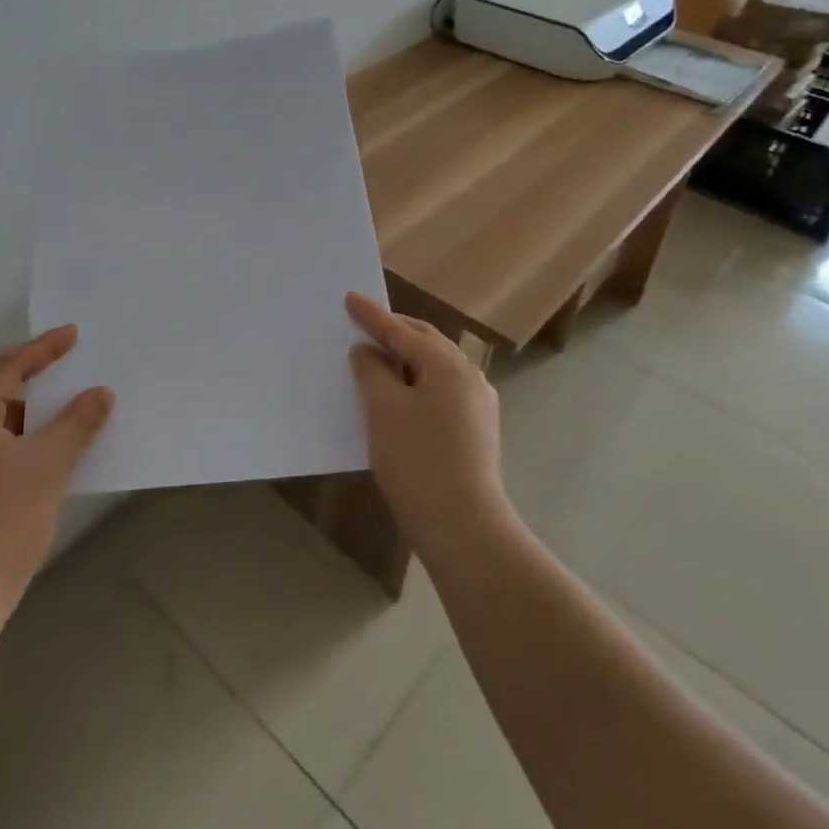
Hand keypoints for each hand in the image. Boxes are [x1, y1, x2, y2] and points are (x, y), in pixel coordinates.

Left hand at [0, 326, 114, 617]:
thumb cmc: (2, 522)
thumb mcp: (49, 466)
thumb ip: (77, 423)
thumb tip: (101, 393)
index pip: (6, 366)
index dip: (42, 348)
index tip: (74, 334)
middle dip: (32, 371)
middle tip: (68, 359)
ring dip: (28, 405)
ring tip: (64, 400)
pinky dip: (21, 432)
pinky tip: (47, 443)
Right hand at [345, 293, 511, 559]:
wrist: (464, 530)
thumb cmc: (418, 462)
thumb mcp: (383, 410)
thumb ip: (371, 371)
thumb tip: (368, 352)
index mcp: (448, 366)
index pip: (401, 331)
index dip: (372, 315)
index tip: (350, 298)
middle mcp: (469, 378)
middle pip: (426, 343)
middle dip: (394, 332)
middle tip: (365, 324)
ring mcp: (477, 406)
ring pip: (435, 368)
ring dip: (406, 359)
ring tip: (378, 359)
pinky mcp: (476, 432)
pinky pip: (441, 391)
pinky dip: (416, 383)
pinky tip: (399, 398)